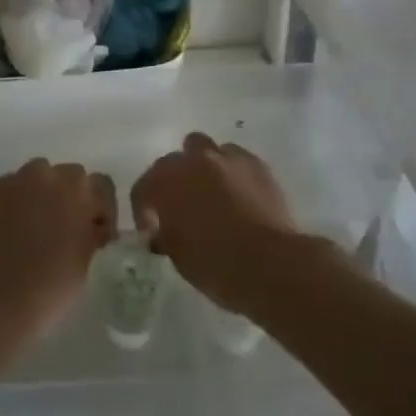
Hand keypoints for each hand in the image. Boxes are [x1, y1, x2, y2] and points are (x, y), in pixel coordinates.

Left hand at [0, 160, 115, 337]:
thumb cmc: (51, 285)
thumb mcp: (88, 261)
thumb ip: (93, 234)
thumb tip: (91, 227)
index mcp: (78, 191)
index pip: (101, 185)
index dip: (102, 209)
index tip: (96, 233)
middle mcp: (47, 176)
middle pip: (68, 175)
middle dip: (70, 196)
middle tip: (64, 228)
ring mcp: (14, 181)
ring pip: (35, 176)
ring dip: (40, 194)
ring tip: (33, 226)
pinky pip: (8, 189)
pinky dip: (13, 203)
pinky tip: (8, 230)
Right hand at [131, 132, 296, 314]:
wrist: (272, 264)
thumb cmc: (217, 265)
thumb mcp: (178, 257)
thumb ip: (165, 235)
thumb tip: (162, 232)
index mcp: (166, 182)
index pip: (143, 188)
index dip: (143, 210)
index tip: (152, 231)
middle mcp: (193, 161)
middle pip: (173, 160)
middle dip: (174, 181)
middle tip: (181, 208)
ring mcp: (228, 158)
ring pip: (207, 150)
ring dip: (203, 168)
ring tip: (212, 194)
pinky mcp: (257, 165)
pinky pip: (236, 159)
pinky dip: (232, 172)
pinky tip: (239, 194)